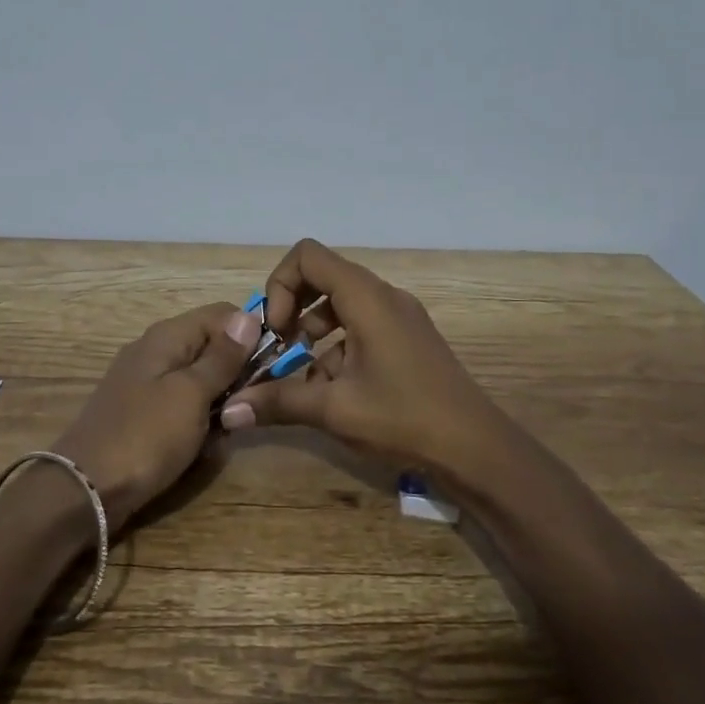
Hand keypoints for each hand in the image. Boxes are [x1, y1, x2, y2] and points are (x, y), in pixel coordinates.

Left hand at [50, 301, 261, 529]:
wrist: (86, 490)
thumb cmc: (145, 436)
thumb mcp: (191, 394)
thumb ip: (222, 357)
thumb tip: (249, 315)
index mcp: (167, 336)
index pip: (223, 315)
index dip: (251, 335)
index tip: (273, 367)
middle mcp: (157, 351)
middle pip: (213, 347)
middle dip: (237, 375)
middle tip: (246, 407)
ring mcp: (148, 384)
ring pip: (202, 381)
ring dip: (220, 404)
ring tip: (223, 432)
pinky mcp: (145, 414)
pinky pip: (185, 407)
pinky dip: (198, 423)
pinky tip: (202, 447)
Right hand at [218, 239, 511, 475]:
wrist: (476, 448)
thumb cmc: (404, 417)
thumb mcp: (334, 409)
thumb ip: (278, 402)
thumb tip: (228, 411)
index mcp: (366, 297)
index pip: (308, 255)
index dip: (280, 285)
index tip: (276, 330)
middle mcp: (383, 296)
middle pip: (323, 276)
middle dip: (293, 309)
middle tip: (281, 349)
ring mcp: (399, 316)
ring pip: (341, 304)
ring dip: (313, 333)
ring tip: (303, 377)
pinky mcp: (407, 338)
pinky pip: (361, 325)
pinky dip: (337, 347)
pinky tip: (333, 390)